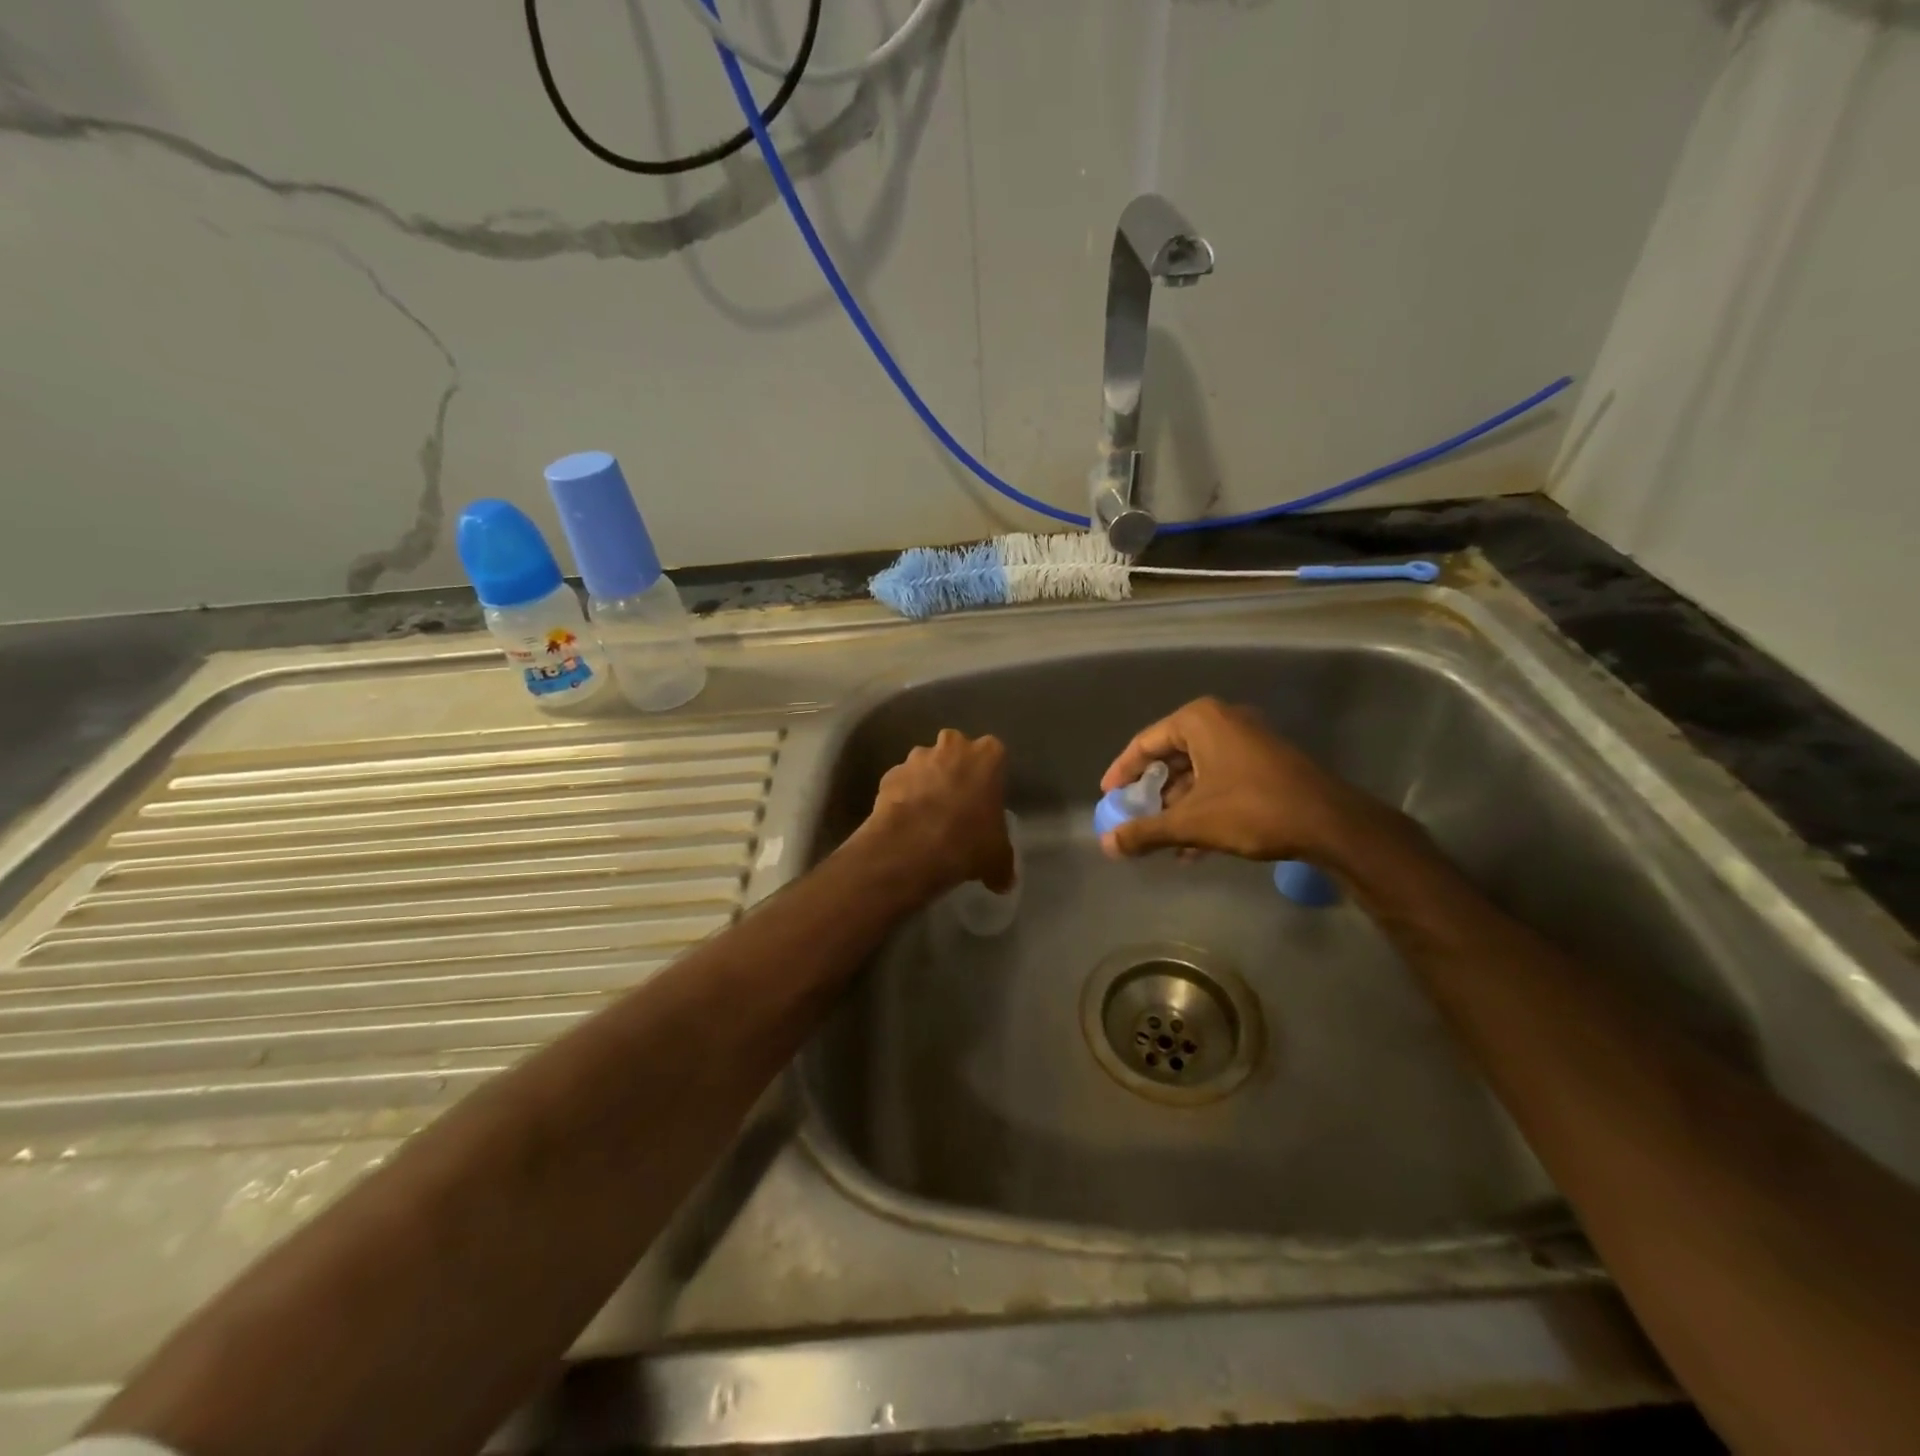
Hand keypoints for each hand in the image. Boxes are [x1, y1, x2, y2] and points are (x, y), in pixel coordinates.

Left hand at [856, 729, 1014, 900]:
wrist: (912, 846)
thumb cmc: (968, 841)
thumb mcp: (998, 857)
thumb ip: (1003, 863)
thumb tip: (1003, 880)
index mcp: (987, 755)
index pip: (993, 756)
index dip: (988, 779)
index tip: (984, 801)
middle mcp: (952, 746)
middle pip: (956, 752)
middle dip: (955, 772)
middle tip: (957, 805)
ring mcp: (916, 758)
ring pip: (925, 766)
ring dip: (926, 784)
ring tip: (926, 819)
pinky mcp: (889, 774)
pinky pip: (901, 784)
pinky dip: (903, 797)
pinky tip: (905, 824)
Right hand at [1098, 697, 1391, 865]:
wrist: (1331, 823)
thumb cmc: (1253, 810)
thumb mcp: (1192, 822)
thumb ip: (1145, 831)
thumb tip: (1106, 845)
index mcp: (1200, 720)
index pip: (1145, 742)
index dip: (1122, 771)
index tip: (1108, 795)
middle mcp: (1223, 721)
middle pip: (1171, 756)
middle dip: (1153, 792)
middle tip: (1134, 815)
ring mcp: (1248, 740)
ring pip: (1197, 772)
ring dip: (1178, 806)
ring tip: (1163, 838)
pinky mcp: (1266, 762)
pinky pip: (1220, 779)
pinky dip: (1203, 806)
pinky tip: (1193, 846)